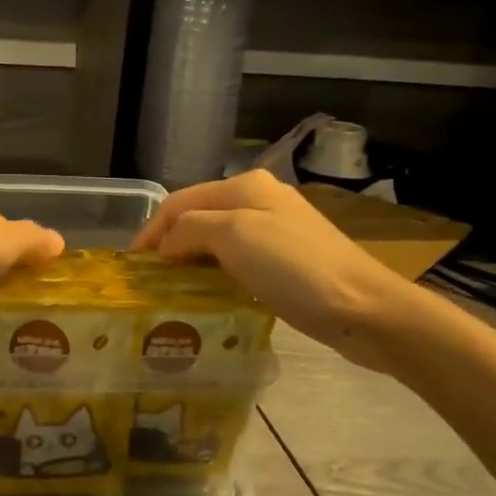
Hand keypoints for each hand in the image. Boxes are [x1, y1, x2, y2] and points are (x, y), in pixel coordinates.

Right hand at [131, 170, 438, 371]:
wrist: (365, 309)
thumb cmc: (294, 267)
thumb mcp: (233, 236)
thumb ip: (189, 229)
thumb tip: (166, 246)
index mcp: (245, 186)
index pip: (179, 202)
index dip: (151, 230)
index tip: (131, 266)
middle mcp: (259, 200)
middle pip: (198, 217)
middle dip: (169, 244)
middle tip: (148, 280)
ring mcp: (276, 230)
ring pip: (216, 240)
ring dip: (190, 260)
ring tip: (170, 289)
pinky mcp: (287, 261)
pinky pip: (237, 261)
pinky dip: (215, 273)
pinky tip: (209, 294)